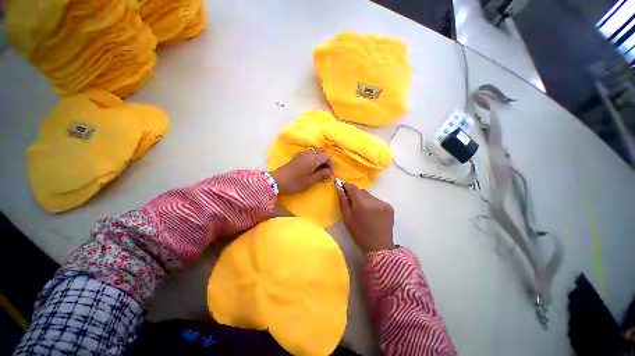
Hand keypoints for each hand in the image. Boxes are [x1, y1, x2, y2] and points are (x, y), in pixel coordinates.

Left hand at [271, 149, 333, 194]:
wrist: (276, 181)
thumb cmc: (295, 183)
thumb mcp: (310, 181)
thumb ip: (321, 175)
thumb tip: (329, 172)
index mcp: (313, 159)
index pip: (327, 156)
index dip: (331, 164)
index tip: (330, 173)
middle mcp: (308, 153)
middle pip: (322, 152)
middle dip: (327, 161)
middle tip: (326, 172)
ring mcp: (302, 154)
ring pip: (316, 152)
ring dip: (320, 159)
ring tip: (320, 171)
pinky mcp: (298, 156)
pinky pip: (310, 154)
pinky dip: (314, 159)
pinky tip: (312, 168)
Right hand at [337, 183, 394, 252]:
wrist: (379, 247)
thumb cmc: (359, 234)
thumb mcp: (347, 218)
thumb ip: (343, 202)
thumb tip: (340, 189)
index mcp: (362, 202)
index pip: (352, 187)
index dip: (346, 186)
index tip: (343, 190)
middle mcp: (374, 199)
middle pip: (361, 191)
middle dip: (355, 195)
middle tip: (353, 205)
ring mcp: (383, 203)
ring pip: (369, 196)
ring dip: (364, 200)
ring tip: (363, 212)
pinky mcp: (389, 207)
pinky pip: (377, 201)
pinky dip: (372, 204)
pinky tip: (372, 214)